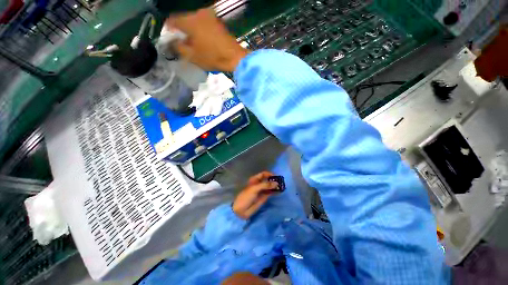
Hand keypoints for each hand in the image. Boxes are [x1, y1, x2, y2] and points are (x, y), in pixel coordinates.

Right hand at [165, 8, 249, 71]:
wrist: (234, 57)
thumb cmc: (213, 57)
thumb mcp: (192, 56)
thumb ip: (179, 48)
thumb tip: (173, 42)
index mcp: (190, 21)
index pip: (173, 20)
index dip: (169, 29)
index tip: (169, 37)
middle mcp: (199, 14)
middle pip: (184, 19)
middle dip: (181, 30)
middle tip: (181, 41)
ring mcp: (209, 16)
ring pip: (194, 21)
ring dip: (191, 30)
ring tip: (192, 42)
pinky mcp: (217, 21)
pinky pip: (203, 23)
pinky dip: (200, 30)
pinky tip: (201, 40)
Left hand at [232, 171, 279, 219]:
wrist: (241, 210)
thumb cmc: (246, 196)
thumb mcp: (255, 188)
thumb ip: (265, 185)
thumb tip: (276, 183)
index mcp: (255, 179)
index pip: (264, 174)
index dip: (270, 174)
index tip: (276, 176)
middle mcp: (259, 184)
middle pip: (268, 180)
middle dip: (274, 180)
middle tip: (281, 182)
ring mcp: (262, 191)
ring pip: (270, 186)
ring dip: (275, 186)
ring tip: (282, 186)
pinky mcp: (264, 197)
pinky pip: (270, 192)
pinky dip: (274, 191)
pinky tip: (279, 191)